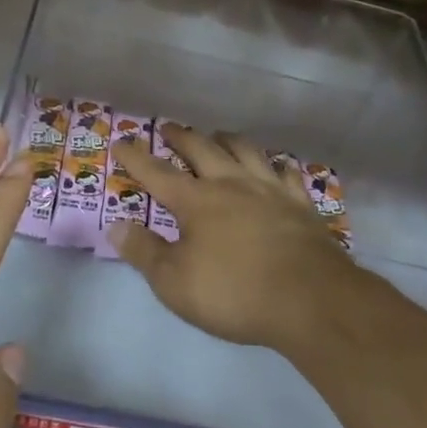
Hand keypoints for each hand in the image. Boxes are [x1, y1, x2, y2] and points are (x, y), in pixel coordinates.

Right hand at [108, 124, 361, 353]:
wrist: (311, 300)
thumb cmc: (235, 293)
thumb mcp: (175, 282)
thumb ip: (144, 252)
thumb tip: (115, 225)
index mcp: (196, 201)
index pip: (157, 173)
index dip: (136, 157)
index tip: (120, 141)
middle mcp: (231, 184)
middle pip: (201, 149)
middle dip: (181, 137)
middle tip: (169, 128)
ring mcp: (269, 189)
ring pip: (244, 150)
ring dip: (226, 139)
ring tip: (217, 134)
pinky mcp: (300, 203)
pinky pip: (284, 171)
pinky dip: (273, 163)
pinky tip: (274, 165)